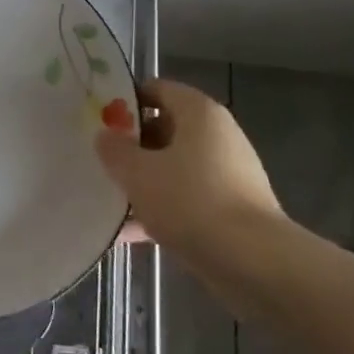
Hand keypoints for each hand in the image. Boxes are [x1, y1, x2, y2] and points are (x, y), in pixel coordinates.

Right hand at [95, 79, 284, 270]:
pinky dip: (162, 210)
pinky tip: (129, 233)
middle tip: (100, 159)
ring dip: (144, 181)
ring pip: (175, 167)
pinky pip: (188, 199)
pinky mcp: (233, 209)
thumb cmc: (191, 201)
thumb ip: (115, 150)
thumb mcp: (138, 173)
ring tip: (109, 198)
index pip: (157, 89)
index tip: (98, 120)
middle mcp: (218, 135)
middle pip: (165, 129)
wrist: (255, 264)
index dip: (125, 101)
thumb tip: (105, 135)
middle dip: (132, 145)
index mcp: (199, 113)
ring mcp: (229, 174)